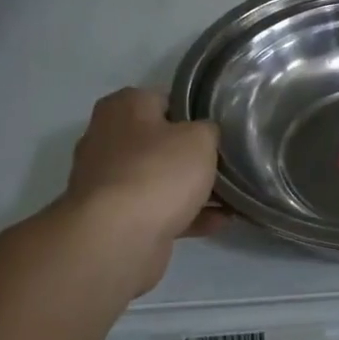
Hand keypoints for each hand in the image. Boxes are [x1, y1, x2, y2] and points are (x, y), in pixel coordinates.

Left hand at [46, 88, 221, 298]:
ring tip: (231, 195)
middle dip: (191, 154)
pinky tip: (220, 220)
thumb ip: (208, 130)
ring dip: (191, 188)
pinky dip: (186, 214)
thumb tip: (204, 136)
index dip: (194, 113)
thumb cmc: (158, 172)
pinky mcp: (114, 219)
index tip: (219, 129)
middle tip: (225, 161)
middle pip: (160, 141)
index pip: (164, 100)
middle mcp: (107, 139)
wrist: (116, 239)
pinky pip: (157, 210)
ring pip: (159, 178)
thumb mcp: (200, 137)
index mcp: (122, 107)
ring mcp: (108, 182)